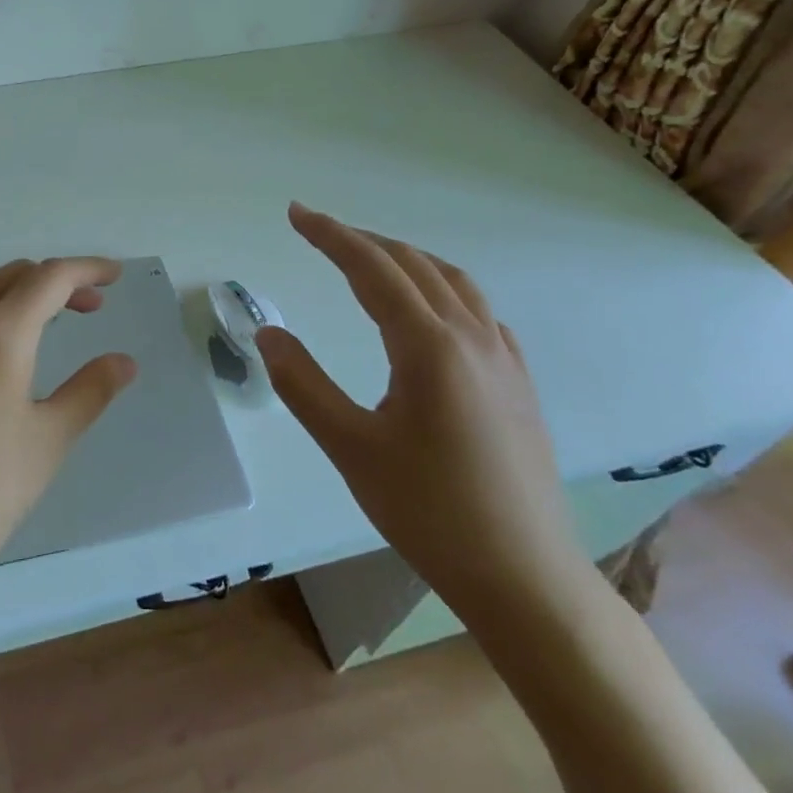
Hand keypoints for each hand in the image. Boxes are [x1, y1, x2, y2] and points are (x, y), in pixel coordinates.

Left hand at [0, 257, 137, 599]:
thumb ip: (92, 388)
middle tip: (82, 310)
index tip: (113, 275)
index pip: (51, 278)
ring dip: (4, 296)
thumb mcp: (51, 438)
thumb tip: (125, 361)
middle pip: (9, 277)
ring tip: (26, 327)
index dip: (87, 269)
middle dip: (51, 284)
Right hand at [257, 202, 581, 616]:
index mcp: (429, 346)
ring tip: (368, 259)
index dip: (330, 235)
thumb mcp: (350, 447)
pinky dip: (442, 288)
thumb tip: (268, 334)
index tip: (295, 214)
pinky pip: (479, 311)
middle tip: (317, 231)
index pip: (371, 269)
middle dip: (361, 240)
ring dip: (404, 259)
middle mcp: (471, 337)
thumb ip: (303, 384)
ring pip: (452, 282)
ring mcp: (503, 359)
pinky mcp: (518, 383)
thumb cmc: (429, 511)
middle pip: (411, 265)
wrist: (524, 578)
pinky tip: (431, 312)